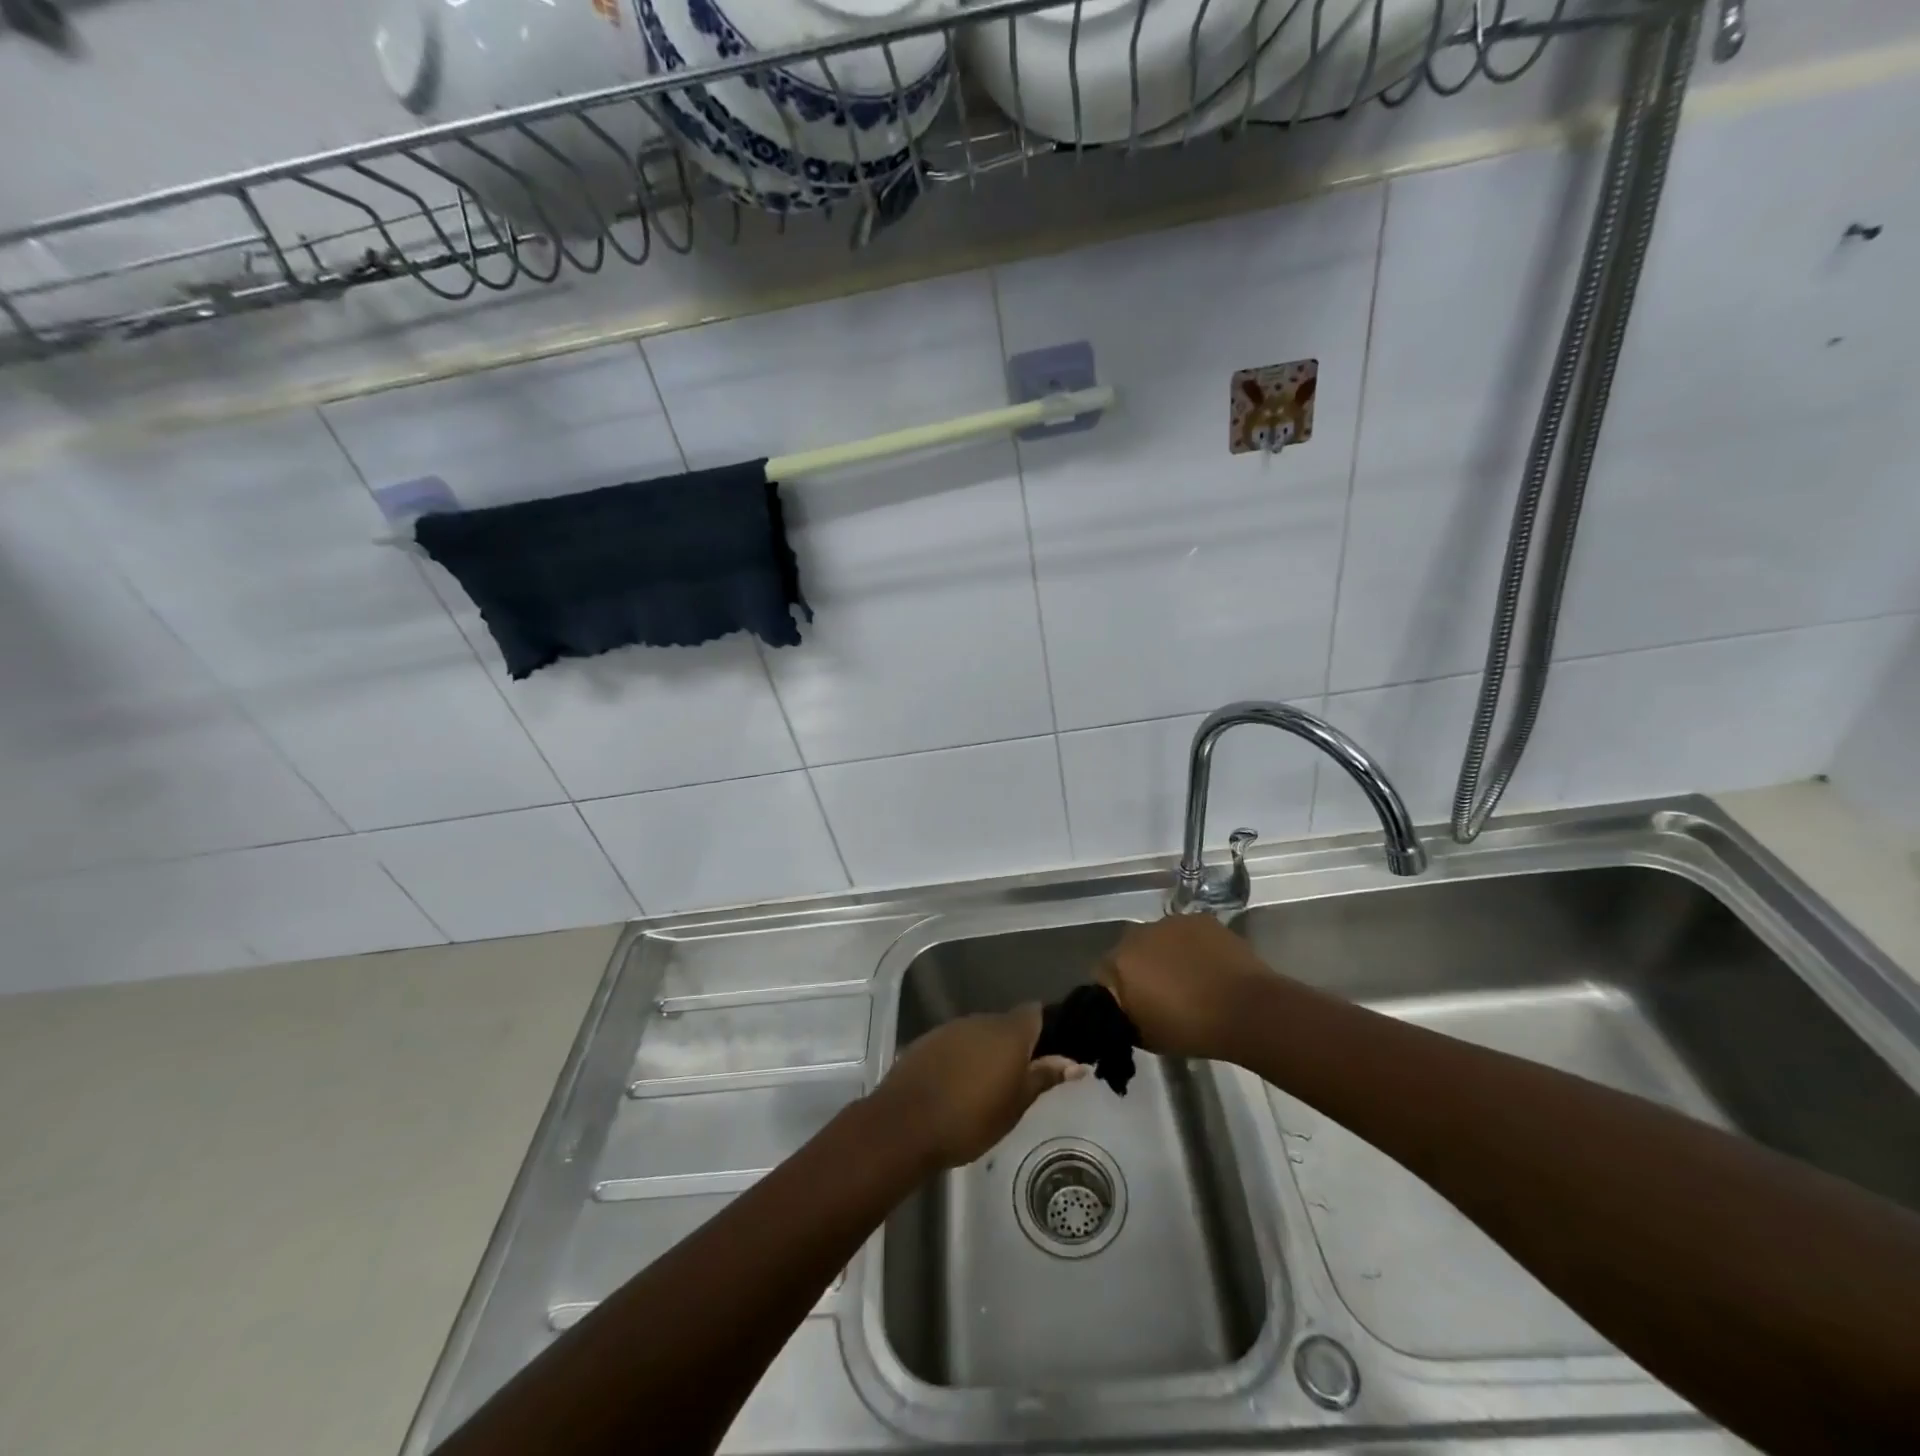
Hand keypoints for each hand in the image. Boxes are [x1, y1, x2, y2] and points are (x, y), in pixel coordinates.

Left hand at [872, 1006, 1085, 1171]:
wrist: (906, 1123)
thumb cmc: (971, 1119)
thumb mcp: (1016, 1105)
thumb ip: (1043, 1077)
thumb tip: (1075, 1063)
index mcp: (1009, 1032)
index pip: (1034, 1013)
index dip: (1044, 1029)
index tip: (1048, 1054)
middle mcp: (981, 1020)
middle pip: (1007, 1024)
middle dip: (1015, 1045)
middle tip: (1019, 1080)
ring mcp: (952, 1028)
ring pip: (980, 1033)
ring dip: (987, 1051)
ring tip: (987, 1087)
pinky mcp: (928, 1040)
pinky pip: (956, 1042)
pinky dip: (962, 1057)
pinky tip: (957, 1085)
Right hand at [1097, 915, 1272, 1061]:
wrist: (1247, 1010)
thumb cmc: (1191, 1029)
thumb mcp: (1145, 1037)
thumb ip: (1125, 1017)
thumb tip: (1122, 1010)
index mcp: (1120, 963)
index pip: (1102, 974)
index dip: (1115, 992)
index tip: (1131, 1008)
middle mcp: (1138, 934)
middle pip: (1129, 951)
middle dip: (1139, 969)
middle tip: (1159, 993)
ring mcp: (1171, 922)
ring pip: (1157, 939)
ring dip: (1164, 954)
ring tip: (1187, 978)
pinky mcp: (1199, 918)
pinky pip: (1185, 933)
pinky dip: (1190, 946)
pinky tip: (1207, 965)